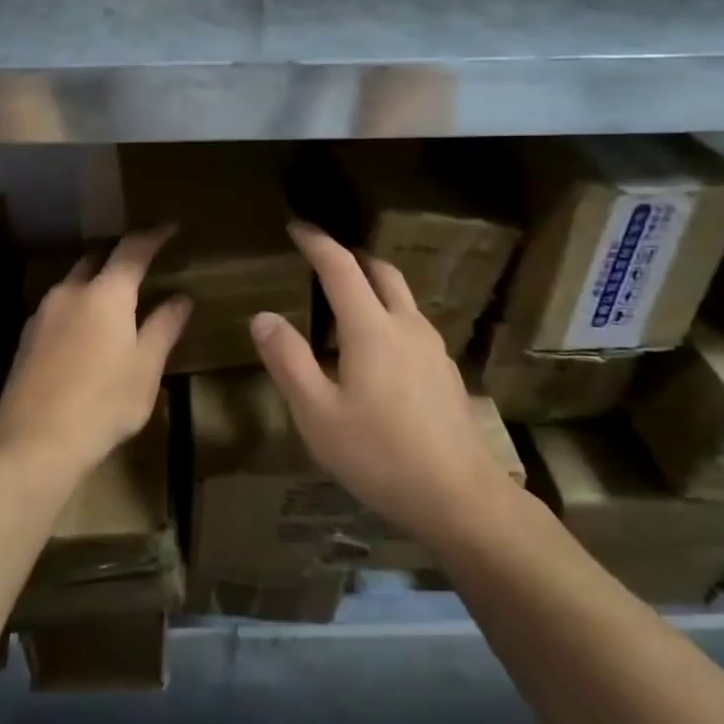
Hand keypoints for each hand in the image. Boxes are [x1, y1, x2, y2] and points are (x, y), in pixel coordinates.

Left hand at [0, 227, 189, 481]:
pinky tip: (86, 333)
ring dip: (96, 283)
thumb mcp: (145, 368)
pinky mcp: (26, 336)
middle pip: (97, 260)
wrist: (33, 442)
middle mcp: (71, 291)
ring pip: (74, 283)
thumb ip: (163, 327)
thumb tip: (181, 298)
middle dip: (120, 258)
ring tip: (116, 302)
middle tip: (142, 266)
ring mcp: (43, 312)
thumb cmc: (103, 403)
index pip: (133, 250)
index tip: (170, 228)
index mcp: (106, 293)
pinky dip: (78, 306)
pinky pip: (59, 307)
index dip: (153, 236)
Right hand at [250, 223, 518, 549]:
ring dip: (372, 285)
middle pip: (380, 271)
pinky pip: (412, 325)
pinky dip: (388, 316)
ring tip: (345, 305)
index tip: (297, 226)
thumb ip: (288, 360)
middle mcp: (406, 326)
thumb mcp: (317, 413)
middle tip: (323, 256)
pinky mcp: (446, 372)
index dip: (317, 242)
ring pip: (401, 297)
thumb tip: (262, 316)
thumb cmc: (380, 454)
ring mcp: (433, 348)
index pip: (340, 267)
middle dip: (350, 255)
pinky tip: (377, 353)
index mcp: (371, 328)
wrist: (460, 497)